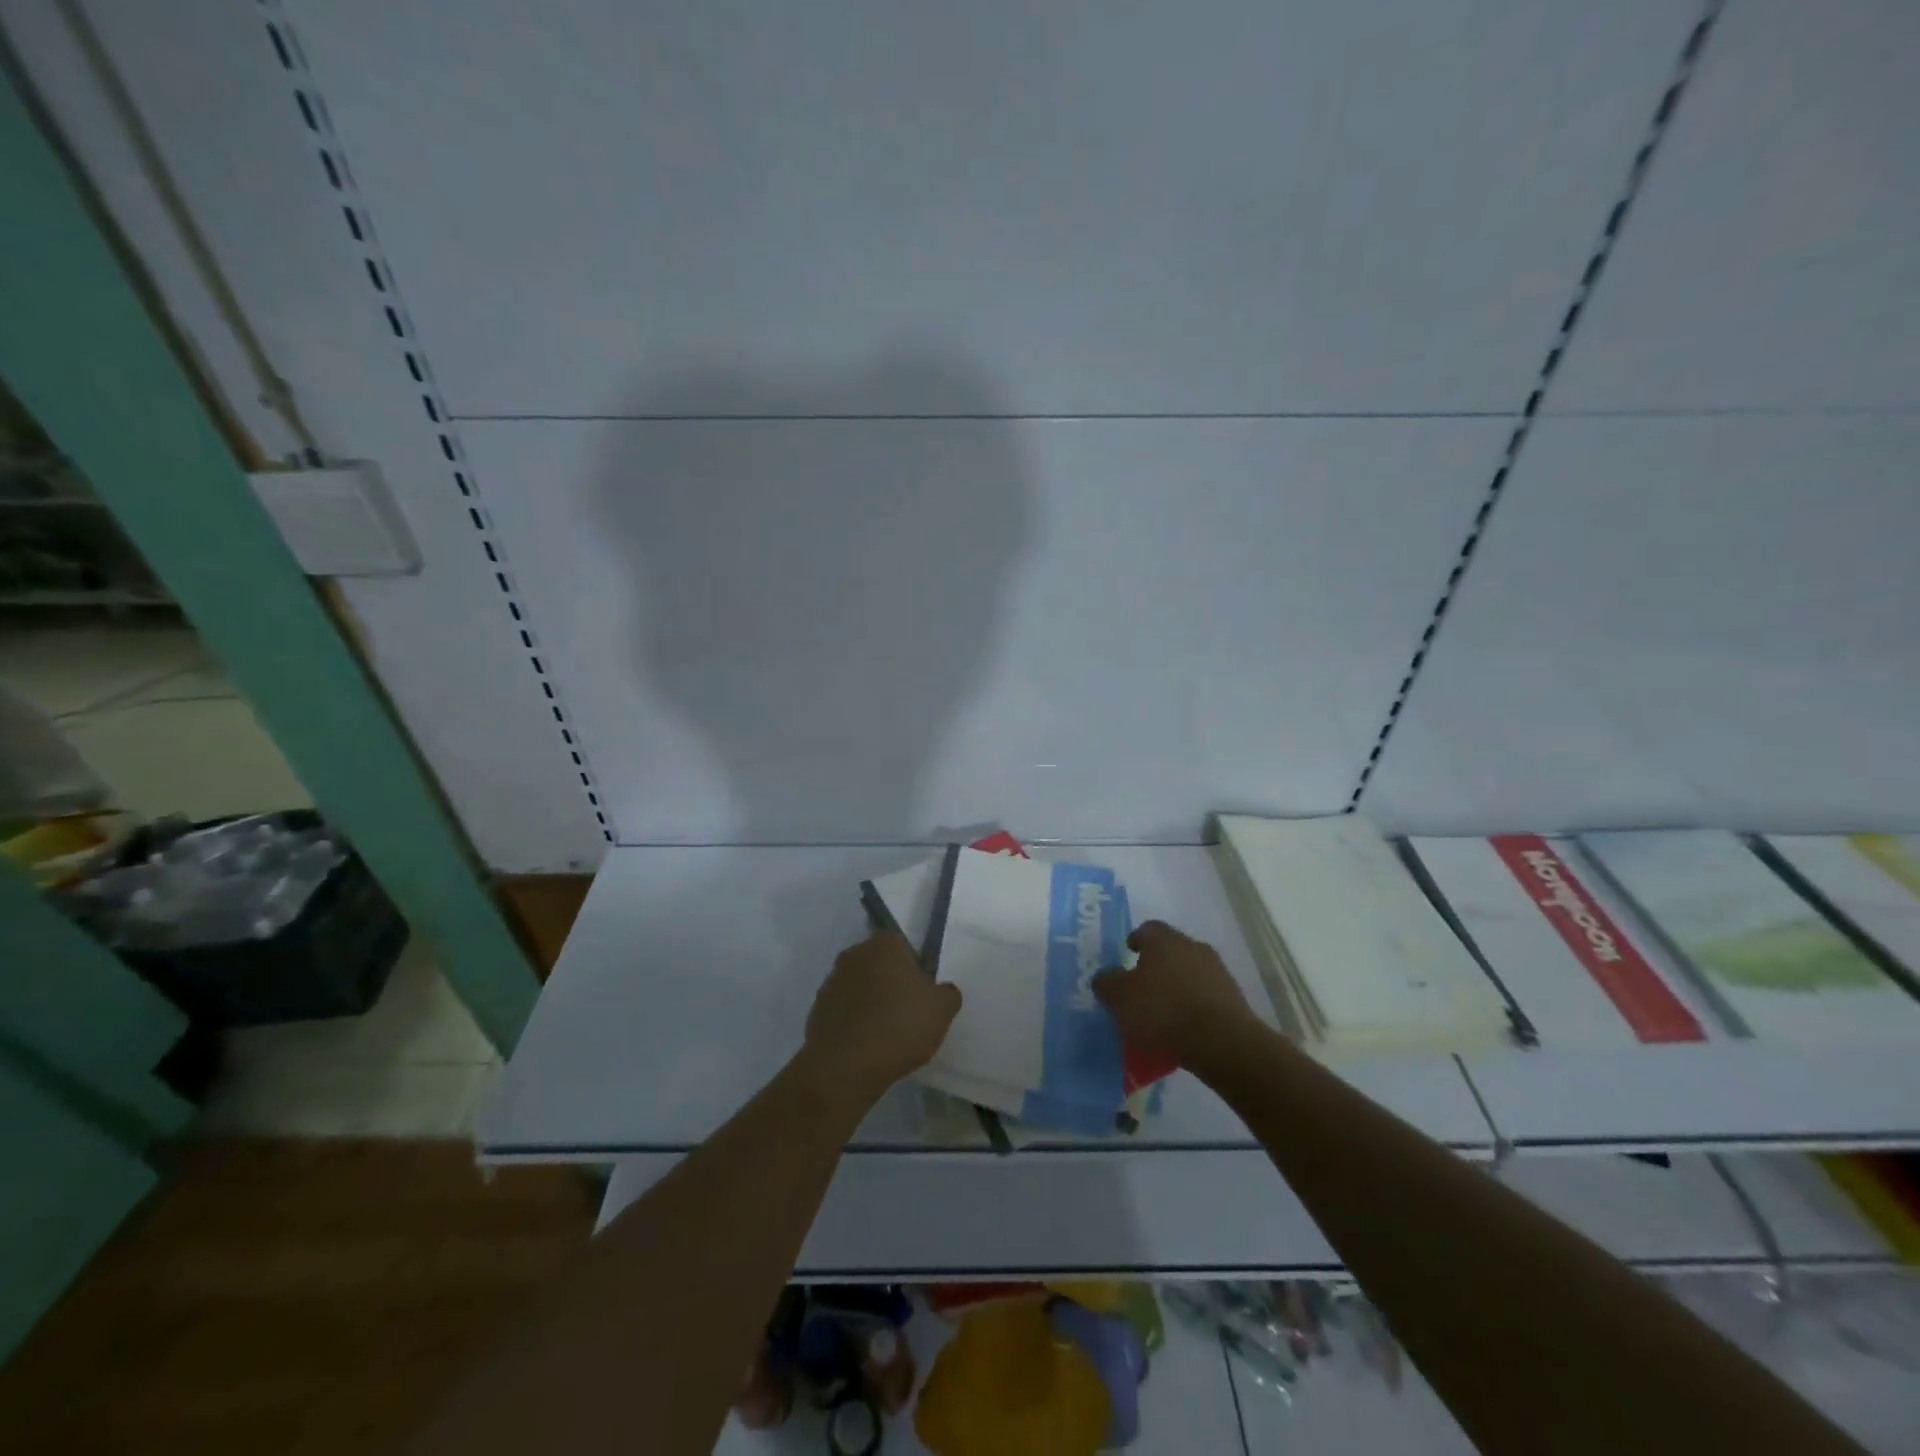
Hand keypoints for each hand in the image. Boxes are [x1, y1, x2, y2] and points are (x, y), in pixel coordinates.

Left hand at [802, 931, 962, 1106]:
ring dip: (871, 1001)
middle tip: (908, 1011)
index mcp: (884, 944)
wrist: (845, 1067)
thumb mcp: (942, 1010)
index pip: (903, 944)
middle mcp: (854, 954)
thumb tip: (943, 990)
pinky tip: (866, 1045)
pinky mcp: (817, 1010)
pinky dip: (854, 1021)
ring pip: (860, 986)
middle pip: (879, 963)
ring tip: (886, 1033)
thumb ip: (948, 993)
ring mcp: (831, 981)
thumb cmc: (899, 1026)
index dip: (914, 966)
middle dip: (891, 981)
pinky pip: (844, 1010)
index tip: (922, 991)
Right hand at [1093, 920, 1251, 1067]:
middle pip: (1170, 951)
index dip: (1135, 940)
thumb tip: (1105, 977)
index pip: (1147, 929)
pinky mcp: (1234, 999)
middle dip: (1155, 967)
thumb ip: (1106, 982)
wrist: (1222, 1042)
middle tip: (1140, 989)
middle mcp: (1193, 947)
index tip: (1127, 955)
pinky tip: (1182, 1031)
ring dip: (1176, 988)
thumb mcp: (1119, 997)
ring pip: (1189, 975)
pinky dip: (1192, 1008)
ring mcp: (1217, 972)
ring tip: (1160, 1016)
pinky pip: (1204, 998)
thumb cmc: (1163, 1011)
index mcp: (1165, 940)